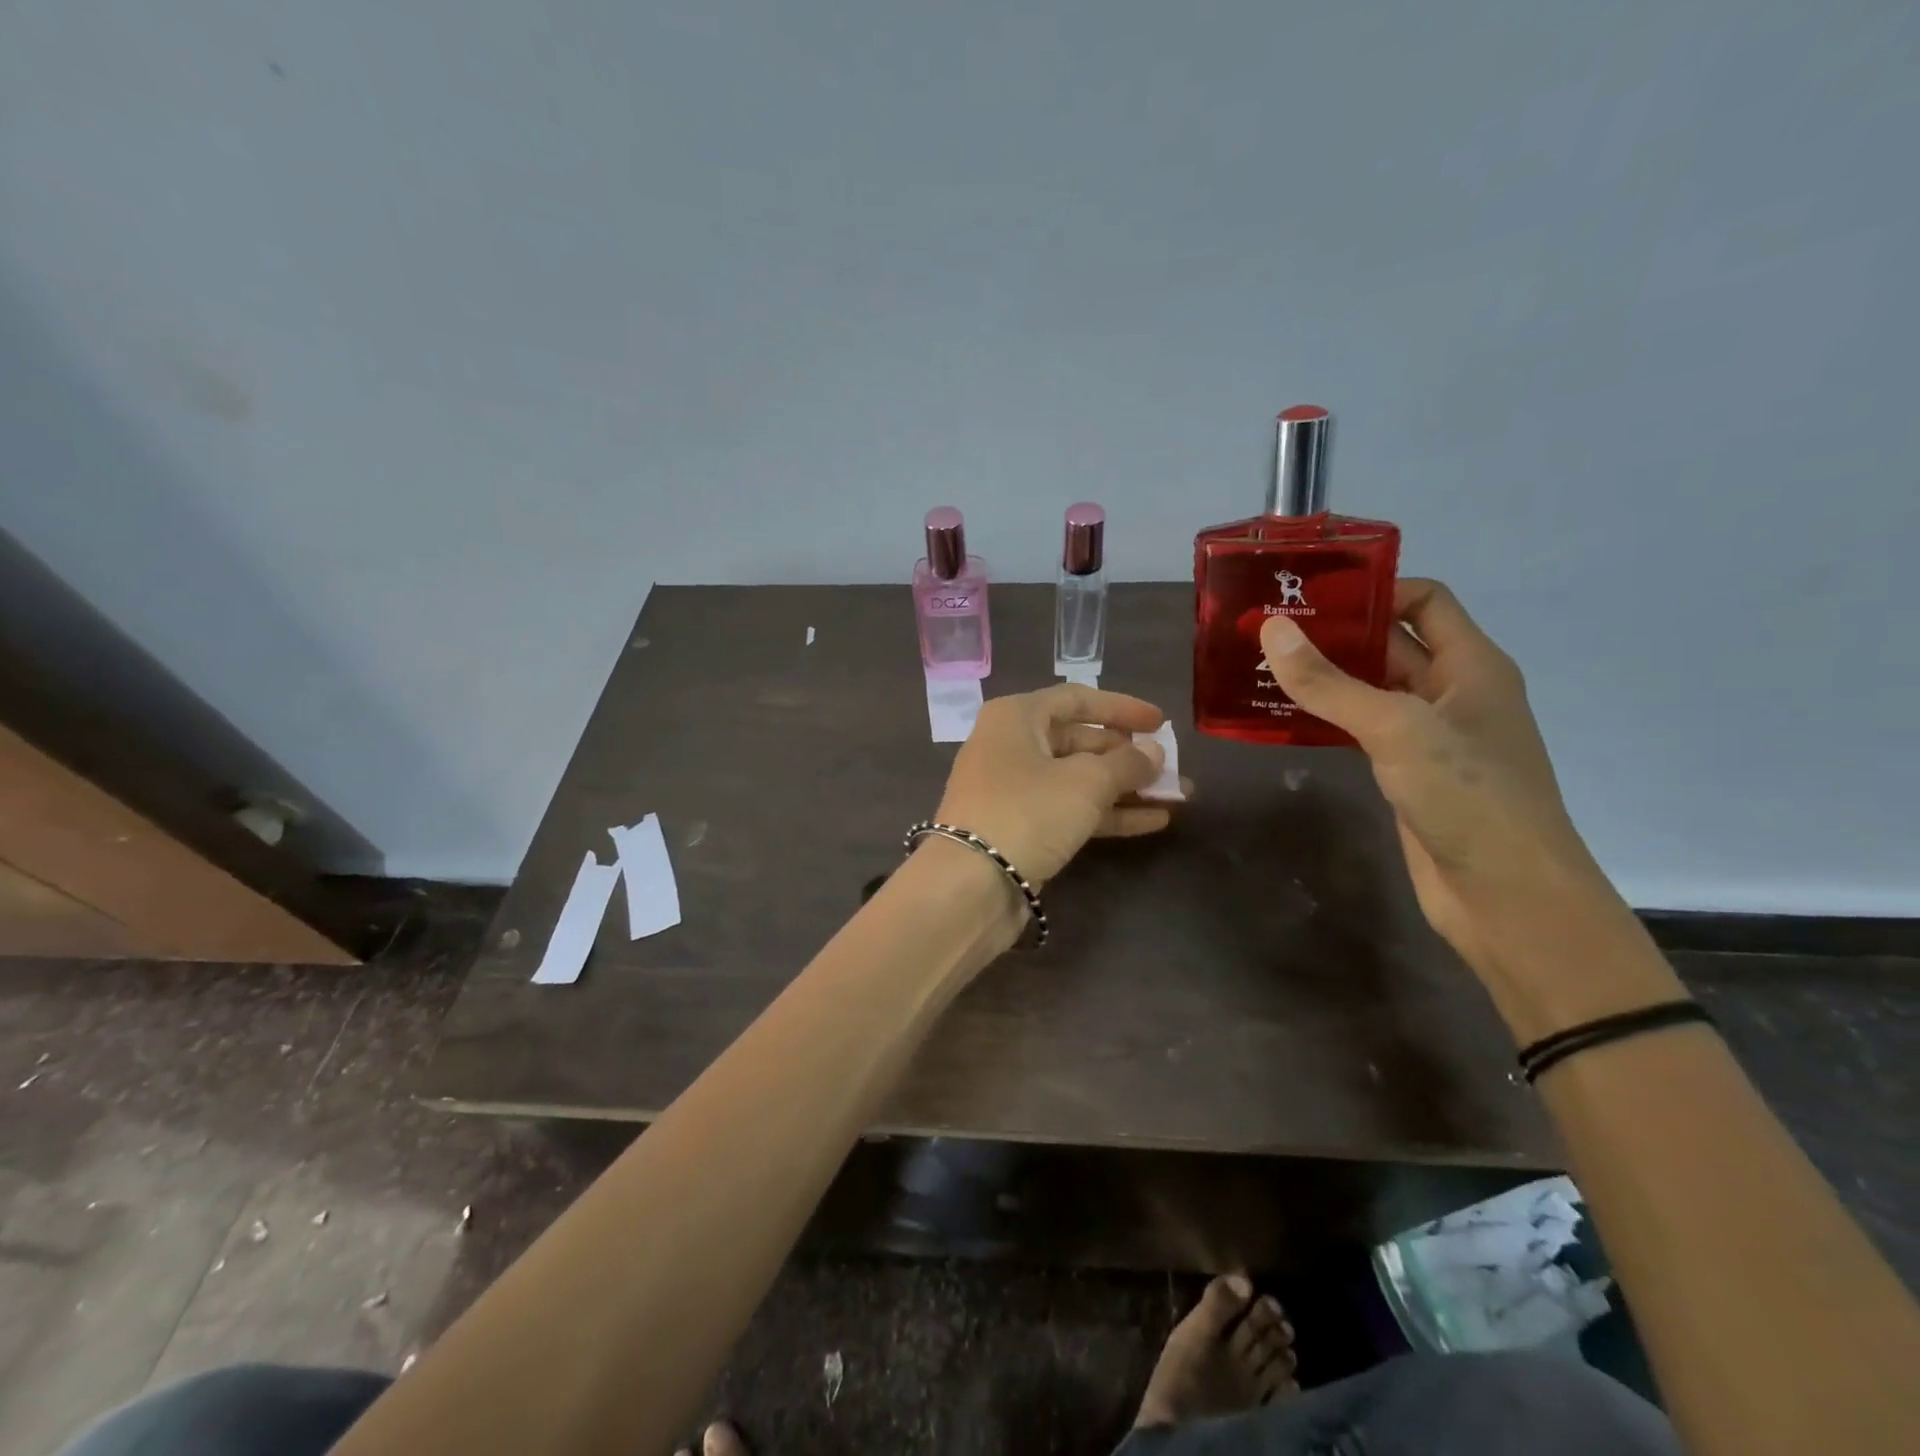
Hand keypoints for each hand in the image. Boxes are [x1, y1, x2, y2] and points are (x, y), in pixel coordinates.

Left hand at [932, 684, 1179, 883]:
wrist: (971, 885)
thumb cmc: (1028, 812)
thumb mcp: (1086, 782)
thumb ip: (1127, 763)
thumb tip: (1153, 752)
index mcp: (1016, 717)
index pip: (1077, 700)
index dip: (1122, 708)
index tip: (1160, 723)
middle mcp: (1011, 746)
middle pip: (1080, 741)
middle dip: (1128, 756)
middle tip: (1171, 769)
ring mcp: (1014, 790)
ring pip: (1078, 780)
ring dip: (1126, 788)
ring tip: (1177, 796)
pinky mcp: (1021, 827)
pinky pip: (1070, 810)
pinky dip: (1109, 813)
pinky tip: (1153, 821)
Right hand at [1258, 580, 1622, 981]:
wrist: (1507, 897)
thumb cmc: (1468, 797)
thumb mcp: (1396, 728)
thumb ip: (1330, 683)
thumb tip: (1271, 630)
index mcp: (1471, 665)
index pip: (1424, 600)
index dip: (1372, 588)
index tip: (1308, 593)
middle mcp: (1452, 692)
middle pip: (1391, 642)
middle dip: (1334, 632)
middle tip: (1266, 627)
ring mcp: (1429, 736)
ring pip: (1370, 689)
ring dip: (1323, 678)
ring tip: (1260, 667)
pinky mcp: (1406, 774)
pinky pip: (1360, 730)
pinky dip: (1324, 718)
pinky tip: (1280, 719)